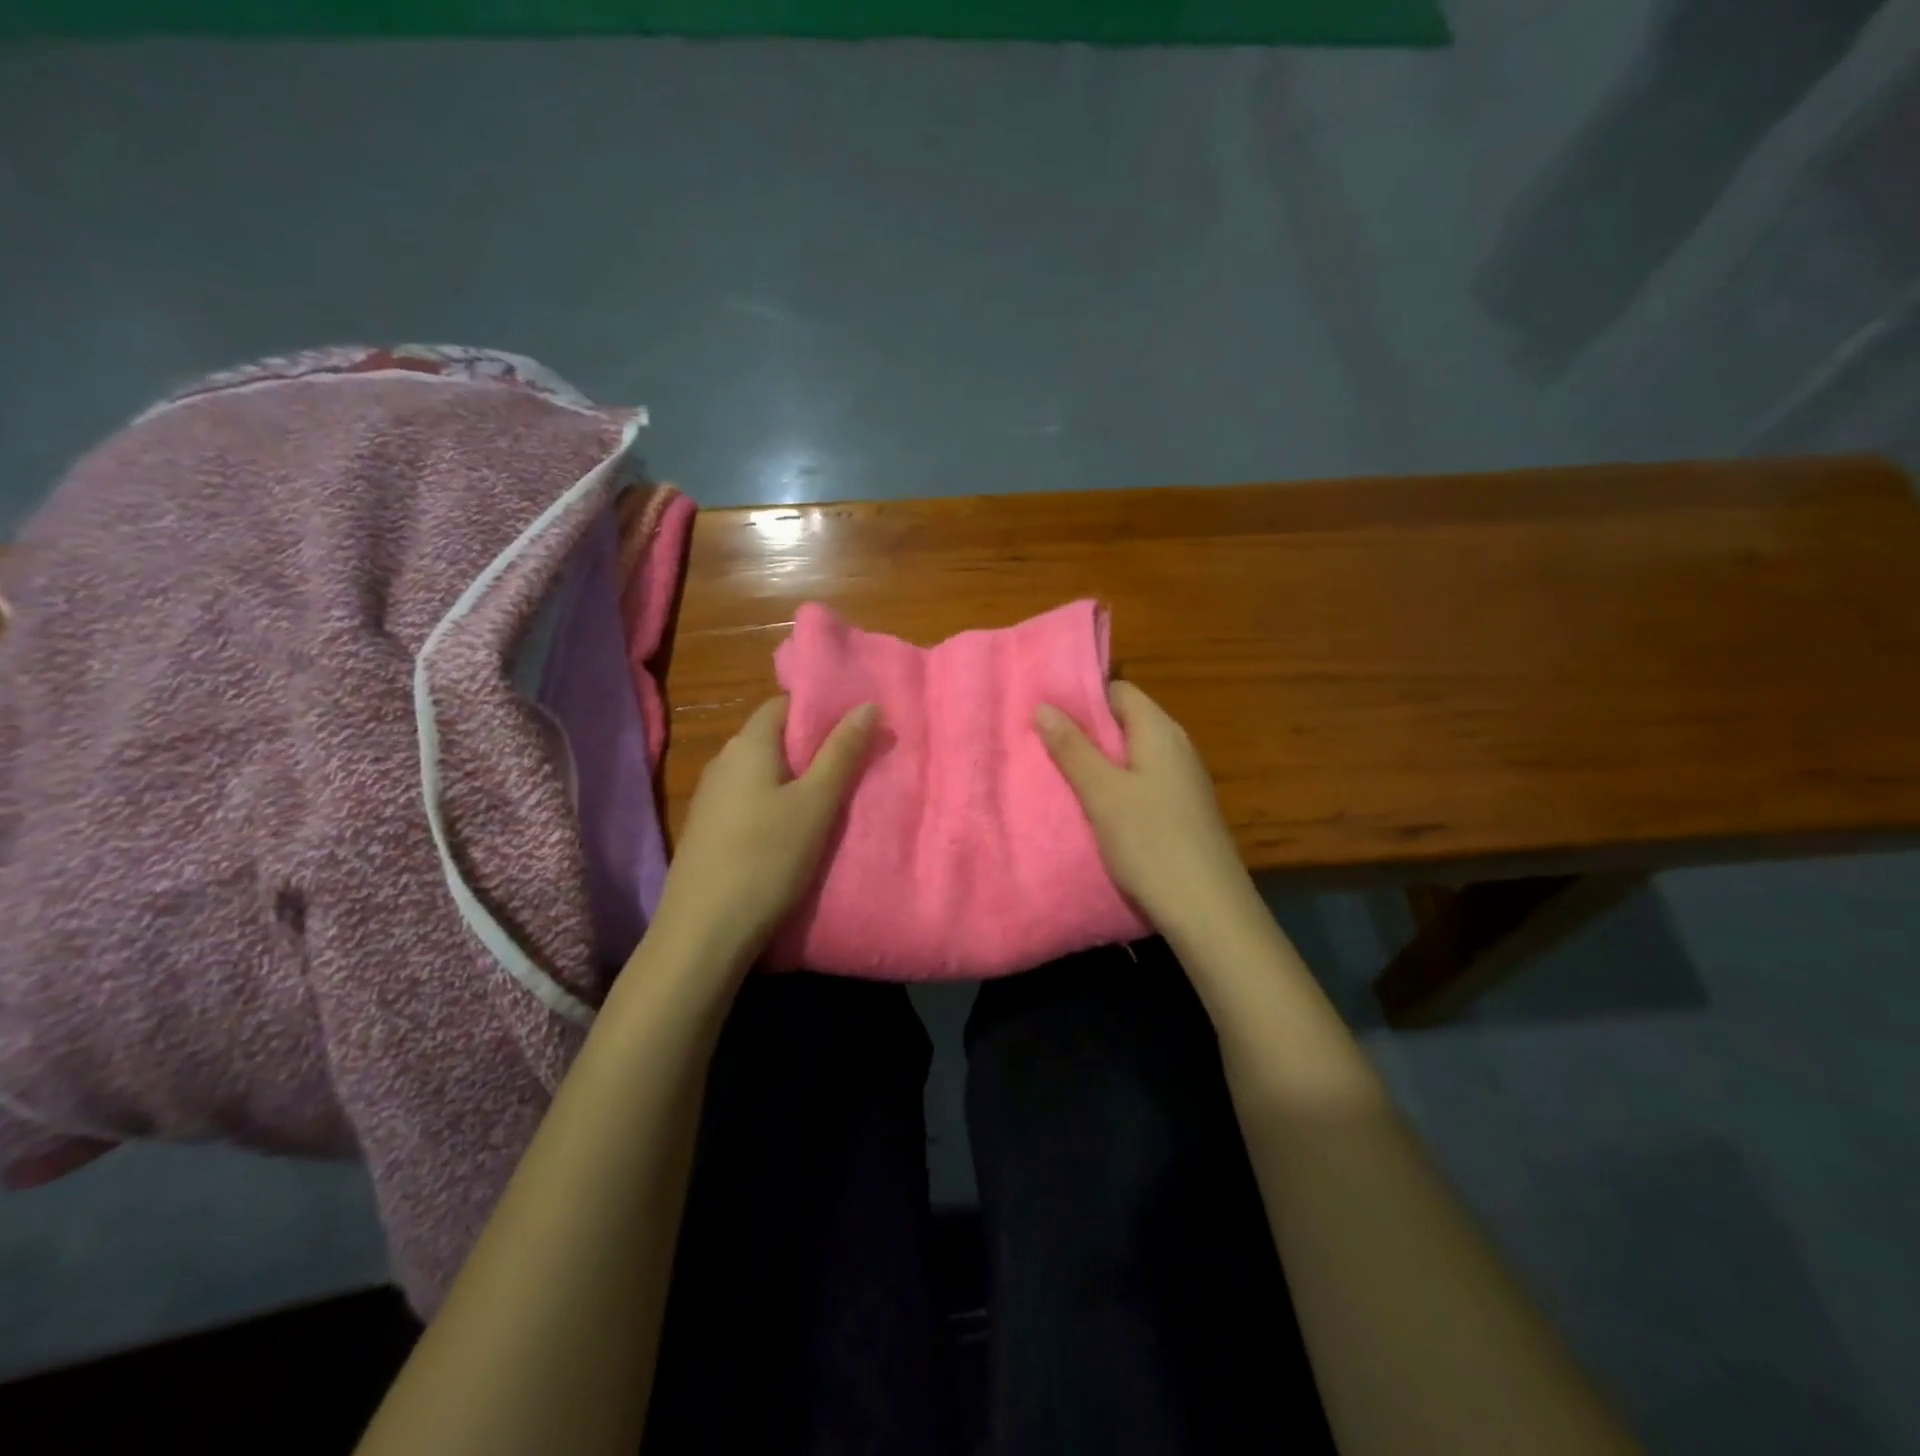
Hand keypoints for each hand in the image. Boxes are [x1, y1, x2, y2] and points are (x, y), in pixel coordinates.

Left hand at [646, 696, 875, 975]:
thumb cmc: (766, 858)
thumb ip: (842, 754)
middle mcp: (723, 762)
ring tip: (834, 797)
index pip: (784, 705)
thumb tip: (868, 704)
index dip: (821, 710)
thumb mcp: (815, 805)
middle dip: (814, 747)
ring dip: (796, 779)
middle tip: (856, 763)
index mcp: (747, 744)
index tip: (856, 726)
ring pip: (763, 773)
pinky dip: (776, 804)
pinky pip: (750, 800)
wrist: (703, 932)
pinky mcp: (708, 830)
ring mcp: (711, 798)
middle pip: (774, 738)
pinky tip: (796, 829)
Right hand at [1036, 682, 1252, 940]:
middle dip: (1084, 731)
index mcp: (1160, 731)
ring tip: (1056, 773)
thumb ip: (1072, 749)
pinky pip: (1141, 784)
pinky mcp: (1182, 812)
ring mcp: (1182, 781)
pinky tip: (1091, 807)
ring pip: (1131, 756)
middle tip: (1040, 743)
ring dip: (1097, 762)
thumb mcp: (1102, 793)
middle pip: (1125, 723)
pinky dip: (1114, 788)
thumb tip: (1044, 705)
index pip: (1119, 691)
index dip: (1082, 696)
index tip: (1044, 709)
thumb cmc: (1151, 842)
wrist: (1208, 911)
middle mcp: (1176, 748)